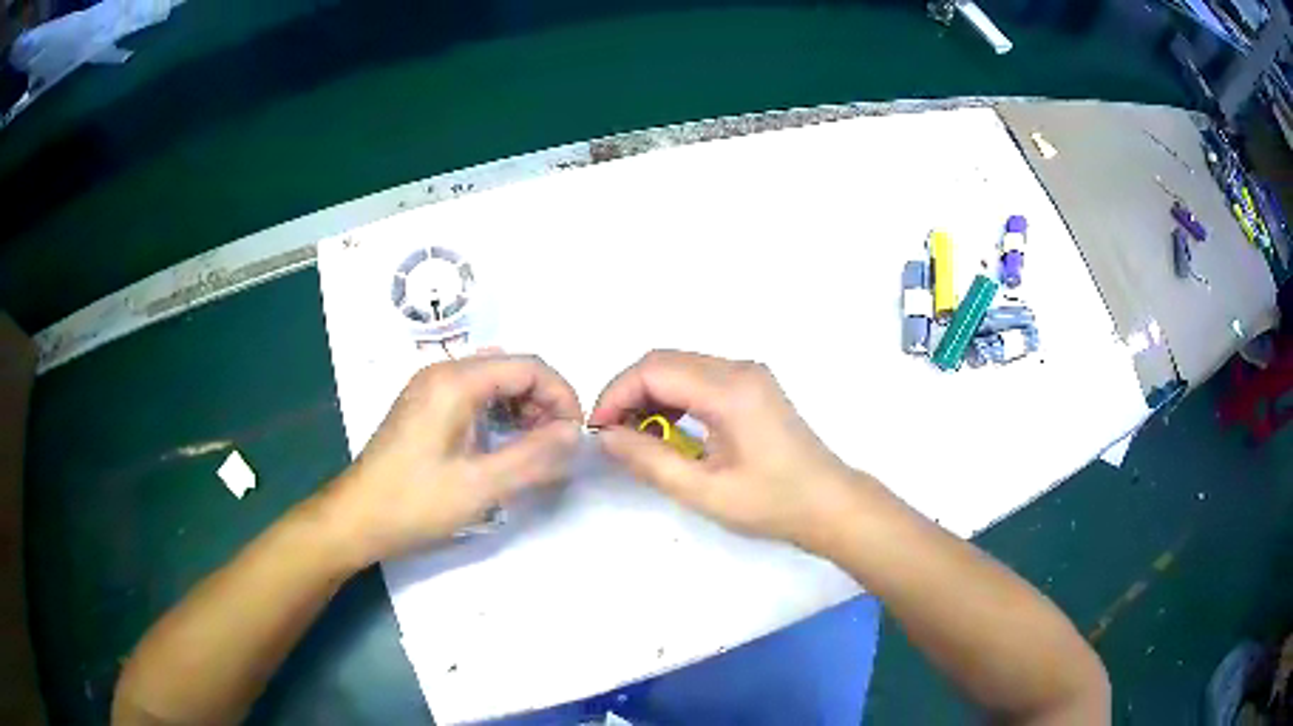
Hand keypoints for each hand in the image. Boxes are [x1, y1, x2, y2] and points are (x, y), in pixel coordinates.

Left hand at [322, 354, 582, 564]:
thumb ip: (533, 456)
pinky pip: (474, 395)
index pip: (528, 366)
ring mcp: (430, 386)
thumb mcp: (480, 486)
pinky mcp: (424, 405)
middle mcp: (442, 371)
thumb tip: (575, 433)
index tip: (574, 435)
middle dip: (544, 402)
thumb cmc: (414, 502)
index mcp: (455, 381)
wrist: (356, 518)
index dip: (561, 395)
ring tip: (535, 448)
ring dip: (523, 408)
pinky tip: (503, 444)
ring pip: (493, 381)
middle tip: (556, 446)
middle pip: (511, 369)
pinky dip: (499, 413)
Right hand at [588, 350, 861, 547]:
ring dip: (650, 394)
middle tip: (612, 434)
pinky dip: (674, 397)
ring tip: (635, 436)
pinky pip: (700, 377)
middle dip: (629, 393)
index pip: (654, 370)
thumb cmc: (772, 503)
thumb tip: (607, 436)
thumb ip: (650, 460)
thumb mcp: (704, 490)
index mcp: (730, 390)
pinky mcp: (753, 385)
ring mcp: (749, 374)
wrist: (830, 504)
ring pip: (680, 366)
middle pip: (665, 361)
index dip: (616, 394)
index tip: (598, 430)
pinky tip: (668, 430)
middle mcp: (739, 368)